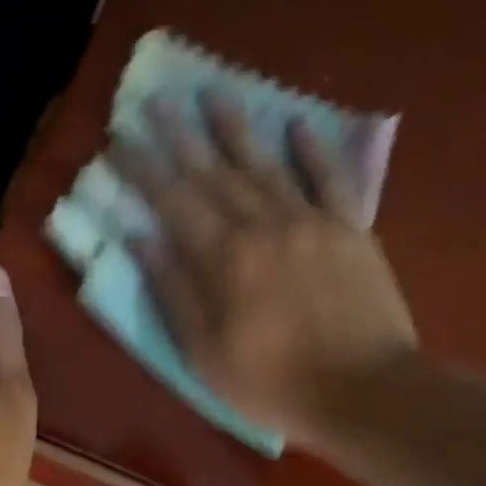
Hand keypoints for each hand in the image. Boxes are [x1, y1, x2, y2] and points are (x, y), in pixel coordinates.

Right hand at [108, 94, 417, 447]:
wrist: (366, 392)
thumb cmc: (273, 384)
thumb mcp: (205, 354)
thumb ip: (174, 291)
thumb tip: (141, 237)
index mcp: (223, 259)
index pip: (173, 201)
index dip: (144, 169)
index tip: (120, 140)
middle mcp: (263, 226)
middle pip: (214, 173)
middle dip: (181, 136)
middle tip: (157, 100)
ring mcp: (311, 222)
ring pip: (266, 165)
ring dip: (237, 129)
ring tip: (214, 94)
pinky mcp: (351, 230)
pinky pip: (330, 179)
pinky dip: (314, 151)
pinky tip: (298, 124)